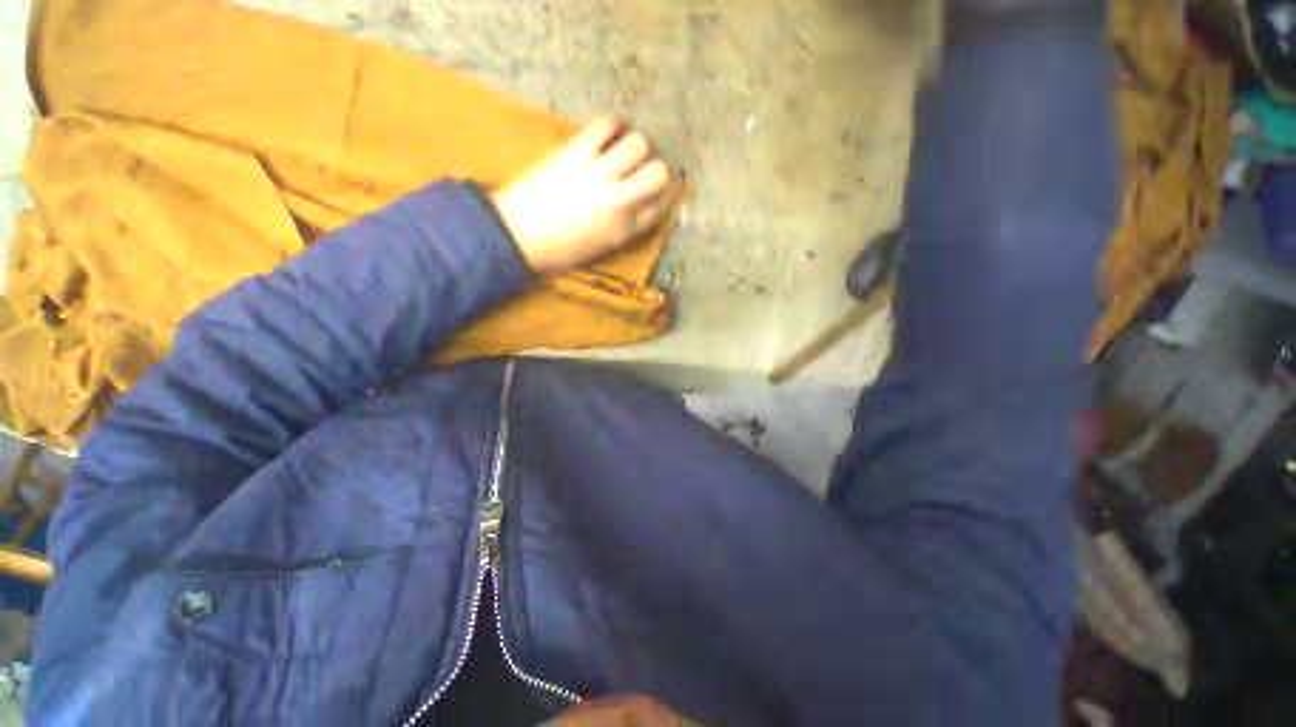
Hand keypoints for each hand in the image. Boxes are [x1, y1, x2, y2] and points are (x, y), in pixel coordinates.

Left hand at [491, 116, 676, 274]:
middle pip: (659, 173)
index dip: (665, 195)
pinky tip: (610, 132)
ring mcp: (598, 173)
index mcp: (625, 230)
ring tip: (625, 148)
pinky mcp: (576, 152)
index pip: (661, 206)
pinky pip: (606, 124)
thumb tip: (640, 206)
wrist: (518, 236)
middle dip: (656, 169)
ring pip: (639, 144)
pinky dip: (614, 124)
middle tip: (643, 169)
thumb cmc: (560, 251)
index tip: (661, 190)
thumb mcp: (602, 249)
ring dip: (637, 145)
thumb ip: (626, 228)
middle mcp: (620, 201)